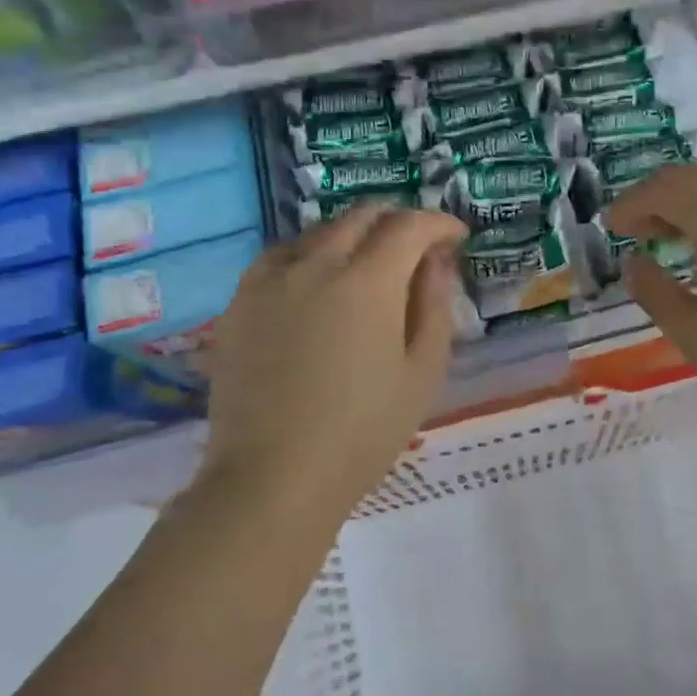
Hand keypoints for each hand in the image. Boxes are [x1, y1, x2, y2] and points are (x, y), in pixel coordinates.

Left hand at [201, 203, 467, 509]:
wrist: (272, 479)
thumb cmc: (363, 432)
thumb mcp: (422, 372)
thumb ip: (434, 304)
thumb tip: (436, 260)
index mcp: (368, 281)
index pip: (409, 225)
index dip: (439, 222)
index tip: (456, 236)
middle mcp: (317, 264)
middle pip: (362, 216)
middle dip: (398, 222)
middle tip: (417, 247)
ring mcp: (271, 280)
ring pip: (320, 232)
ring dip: (354, 235)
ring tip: (368, 264)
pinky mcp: (240, 302)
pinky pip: (280, 256)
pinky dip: (309, 254)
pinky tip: (315, 282)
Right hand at [606, 163, 696, 446]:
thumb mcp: (694, 333)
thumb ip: (653, 290)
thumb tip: (635, 262)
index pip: (662, 192)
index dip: (629, 206)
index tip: (610, 228)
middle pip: (694, 176)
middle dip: (657, 196)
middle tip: (636, 228)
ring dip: (692, 196)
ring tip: (673, 232)